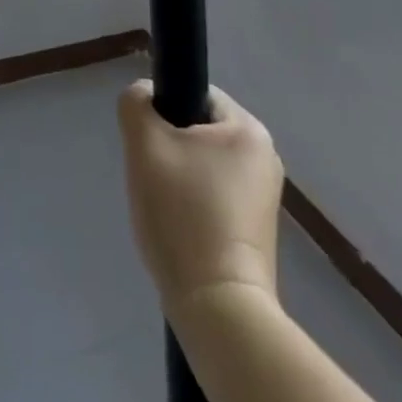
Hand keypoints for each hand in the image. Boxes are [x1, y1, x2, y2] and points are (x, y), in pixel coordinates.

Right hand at [118, 81, 283, 310]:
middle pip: (198, 131)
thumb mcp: (145, 145)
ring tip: (163, 209)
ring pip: (202, 165)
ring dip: (176, 178)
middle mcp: (264, 157)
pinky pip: (213, 197)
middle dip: (168, 149)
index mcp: (248, 129)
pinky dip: (191, 206)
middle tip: (151, 177)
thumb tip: (142, 96)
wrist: (218, 308)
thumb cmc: (183, 214)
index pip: (195, 94)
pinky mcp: (256, 231)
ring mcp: (264, 197)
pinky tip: (178, 231)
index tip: (148, 145)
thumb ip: (136, 104)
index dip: (163, 112)